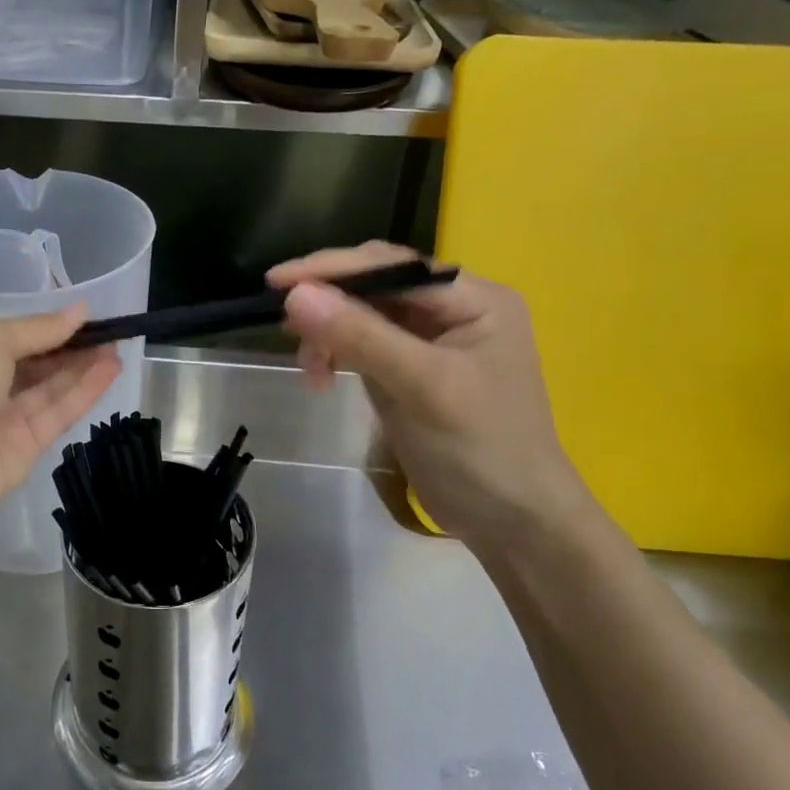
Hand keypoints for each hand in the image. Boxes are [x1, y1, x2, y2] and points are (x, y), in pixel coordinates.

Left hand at [0, 308, 121, 543]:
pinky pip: (59, 413)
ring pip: (51, 388)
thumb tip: (79, 311)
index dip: (47, 328)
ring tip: (118, 346)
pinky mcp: (27, 448)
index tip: (84, 317)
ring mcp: (4, 421)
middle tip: (109, 331)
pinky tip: (111, 369)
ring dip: (84, 367)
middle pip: (34, 364)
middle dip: (70, 347)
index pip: (11, 338)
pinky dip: (84, 391)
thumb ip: (37, 328)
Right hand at [268, 242, 596, 550]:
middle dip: (328, 304)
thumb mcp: (424, 387)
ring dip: (327, 334)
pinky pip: (360, 345)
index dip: (333, 268)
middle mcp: (451, 309)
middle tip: (284, 326)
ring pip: (360, 316)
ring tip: (310, 370)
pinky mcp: (407, 370)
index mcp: (473, 299)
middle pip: (374, 286)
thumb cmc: (482, 448)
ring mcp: (428, 341)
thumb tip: (295, 294)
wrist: (512, 523)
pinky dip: (335, 355)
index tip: (277, 281)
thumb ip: (361, 336)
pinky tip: (322, 378)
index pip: (392, 265)